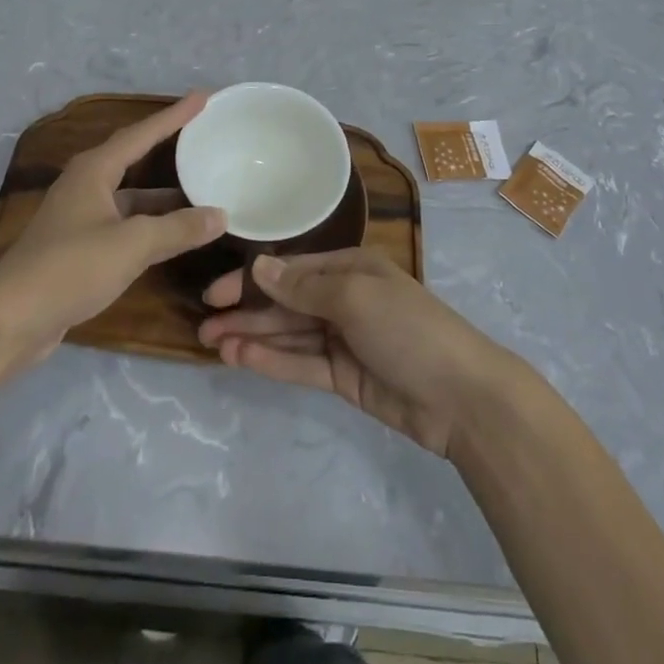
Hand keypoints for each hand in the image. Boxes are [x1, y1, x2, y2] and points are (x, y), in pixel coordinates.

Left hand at [0, 94, 225, 361]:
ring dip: (162, 195)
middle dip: (167, 147)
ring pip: (130, 195)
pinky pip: (124, 222)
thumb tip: (221, 215)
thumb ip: (178, 228)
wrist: (11, 319)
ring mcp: (79, 217)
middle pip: (134, 158)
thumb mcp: (132, 244)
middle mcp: (85, 185)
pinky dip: (150, 223)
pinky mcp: (78, 247)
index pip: (141, 134)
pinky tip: (172, 234)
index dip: (174, 116)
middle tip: (202, 137)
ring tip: (200, 190)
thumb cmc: (71, 267)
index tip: (203, 97)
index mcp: (94, 170)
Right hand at [198, 249, 515, 457]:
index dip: (251, 280)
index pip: (291, 270)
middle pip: (285, 303)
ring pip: (288, 334)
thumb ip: (302, 287)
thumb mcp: (354, 297)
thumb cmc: (408, 329)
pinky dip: (271, 361)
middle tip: (202, 325)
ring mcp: (343, 339)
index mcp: (350, 268)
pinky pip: (300, 364)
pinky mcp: (343, 377)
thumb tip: (259, 266)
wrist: (460, 396)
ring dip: (252, 337)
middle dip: (246, 312)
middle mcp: (343, 299)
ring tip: (211, 344)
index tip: (214, 294)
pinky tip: (240, 359)